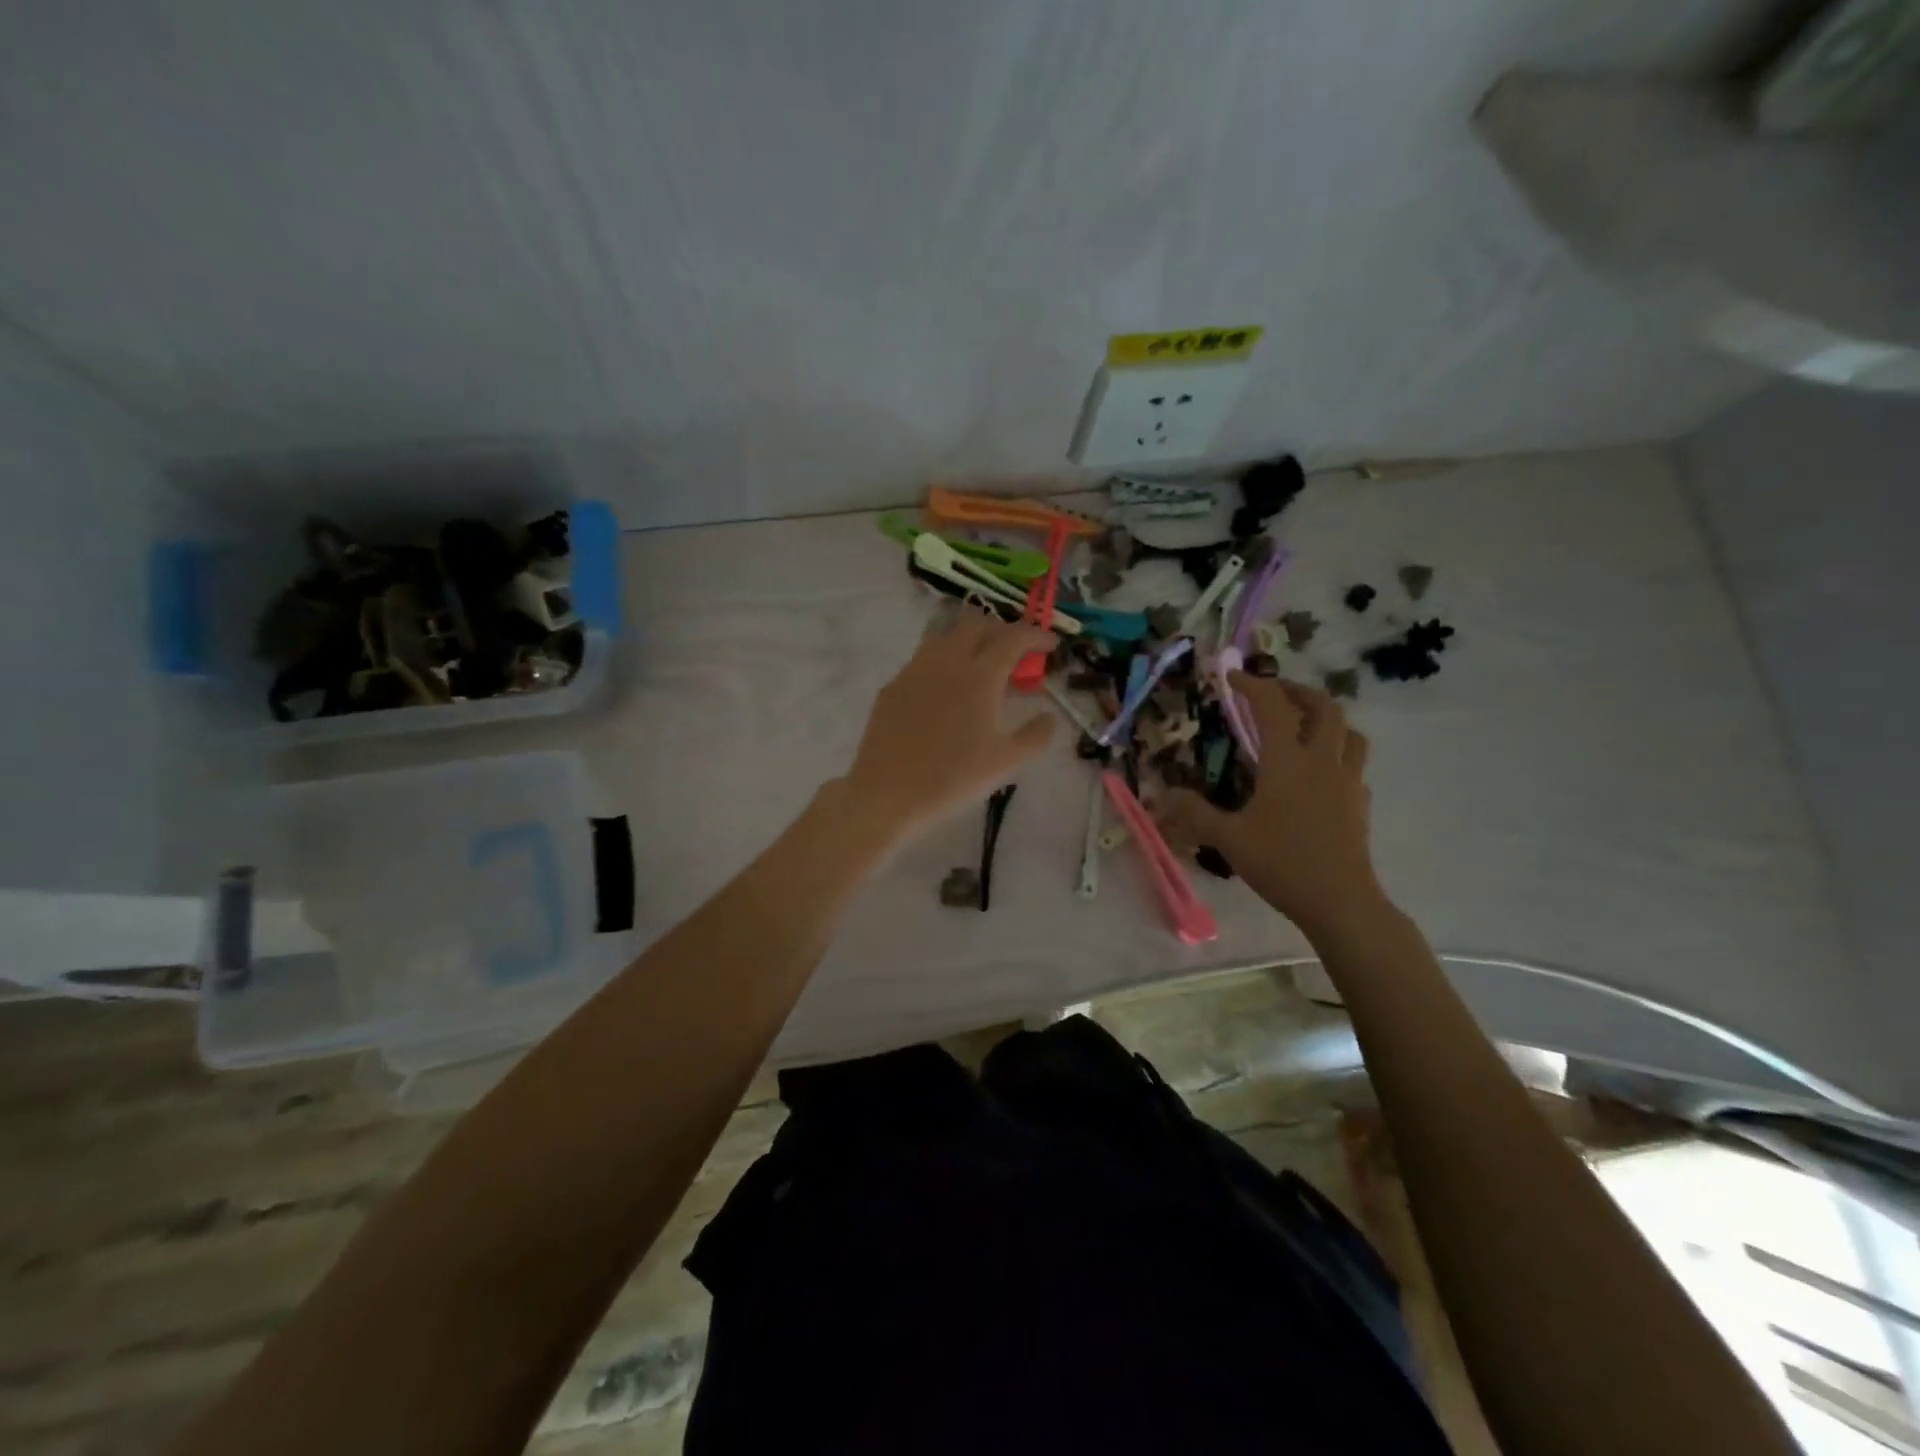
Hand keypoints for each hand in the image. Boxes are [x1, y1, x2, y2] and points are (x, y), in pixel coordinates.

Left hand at [840, 606, 1057, 842]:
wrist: (888, 793)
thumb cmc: (953, 778)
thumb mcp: (1006, 763)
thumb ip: (1035, 736)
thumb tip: (1049, 717)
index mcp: (979, 676)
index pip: (1013, 637)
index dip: (1036, 634)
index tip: (1050, 644)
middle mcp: (946, 662)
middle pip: (976, 623)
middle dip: (1000, 630)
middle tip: (1014, 654)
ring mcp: (914, 670)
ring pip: (944, 635)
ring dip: (968, 640)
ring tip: (979, 668)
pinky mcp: (892, 686)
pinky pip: (922, 659)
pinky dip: (943, 662)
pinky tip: (945, 692)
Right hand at [1158, 675, 1383, 935]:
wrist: (1340, 901)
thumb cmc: (1281, 862)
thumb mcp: (1228, 838)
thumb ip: (1194, 813)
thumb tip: (1162, 796)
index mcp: (1288, 761)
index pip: (1272, 707)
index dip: (1252, 685)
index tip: (1231, 676)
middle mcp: (1322, 761)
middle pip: (1324, 707)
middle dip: (1297, 691)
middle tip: (1273, 694)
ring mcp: (1347, 781)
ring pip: (1349, 732)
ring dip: (1327, 719)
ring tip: (1303, 725)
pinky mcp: (1359, 803)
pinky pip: (1353, 763)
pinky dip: (1337, 753)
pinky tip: (1319, 773)